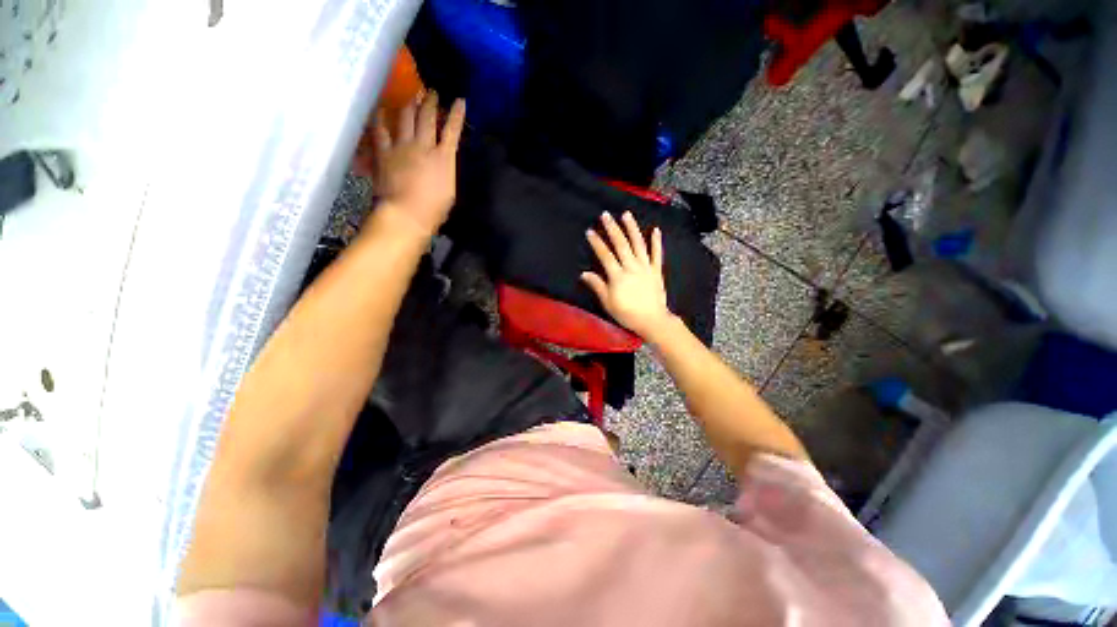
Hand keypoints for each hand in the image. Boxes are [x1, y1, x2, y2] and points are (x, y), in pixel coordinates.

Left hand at [373, 92, 465, 235]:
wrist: (407, 213)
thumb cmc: (434, 209)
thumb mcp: (449, 190)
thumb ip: (446, 170)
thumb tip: (443, 161)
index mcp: (443, 158)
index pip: (452, 132)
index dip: (456, 115)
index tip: (460, 101)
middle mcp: (423, 146)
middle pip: (428, 118)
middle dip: (432, 103)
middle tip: (432, 92)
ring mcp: (402, 146)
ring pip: (406, 118)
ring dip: (410, 105)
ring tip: (413, 96)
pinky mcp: (384, 152)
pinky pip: (380, 129)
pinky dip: (380, 117)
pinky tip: (380, 109)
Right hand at [581, 212, 675, 338]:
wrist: (652, 321)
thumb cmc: (627, 314)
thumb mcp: (608, 303)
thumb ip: (597, 286)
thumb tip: (584, 273)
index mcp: (618, 276)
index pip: (605, 255)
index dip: (597, 243)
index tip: (590, 231)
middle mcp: (632, 267)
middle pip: (621, 245)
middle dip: (612, 229)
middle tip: (606, 215)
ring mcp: (646, 267)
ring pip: (638, 244)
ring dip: (632, 228)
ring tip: (627, 214)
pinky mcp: (657, 271)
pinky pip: (657, 254)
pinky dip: (656, 242)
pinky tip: (655, 230)